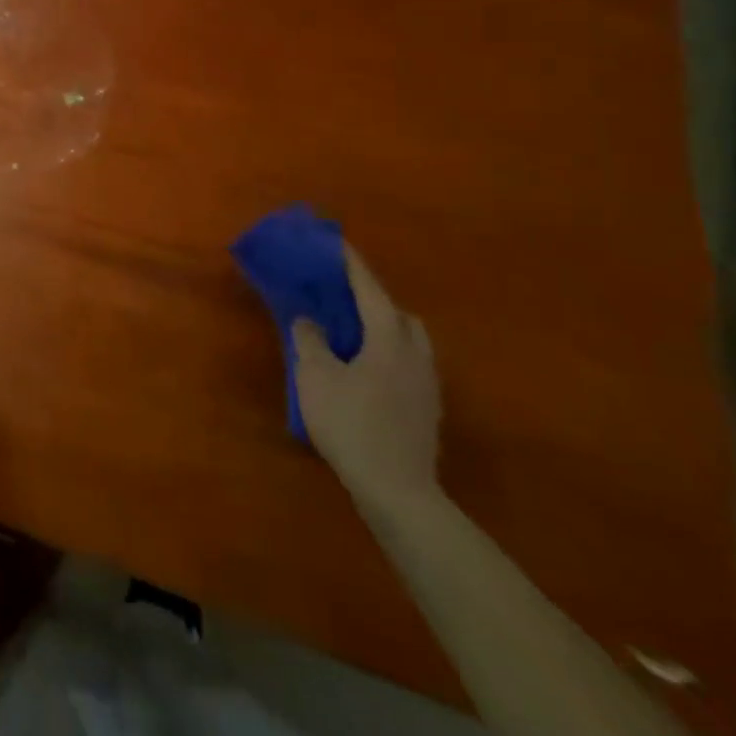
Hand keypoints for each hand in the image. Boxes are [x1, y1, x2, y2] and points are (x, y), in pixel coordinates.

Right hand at [293, 244, 441, 515]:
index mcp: (389, 340)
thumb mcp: (315, 377)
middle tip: (345, 297)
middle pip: (400, 316)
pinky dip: (389, 356)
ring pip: (410, 343)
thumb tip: (309, 320)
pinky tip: (366, 372)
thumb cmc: (352, 424)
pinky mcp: (427, 412)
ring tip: (355, 334)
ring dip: (385, 330)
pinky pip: (409, 367)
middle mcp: (415, 356)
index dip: (352, 266)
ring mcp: (427, 386)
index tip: (338, 244)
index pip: (370, 291)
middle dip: (375, 300)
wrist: (397, 491)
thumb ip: (310, 340)